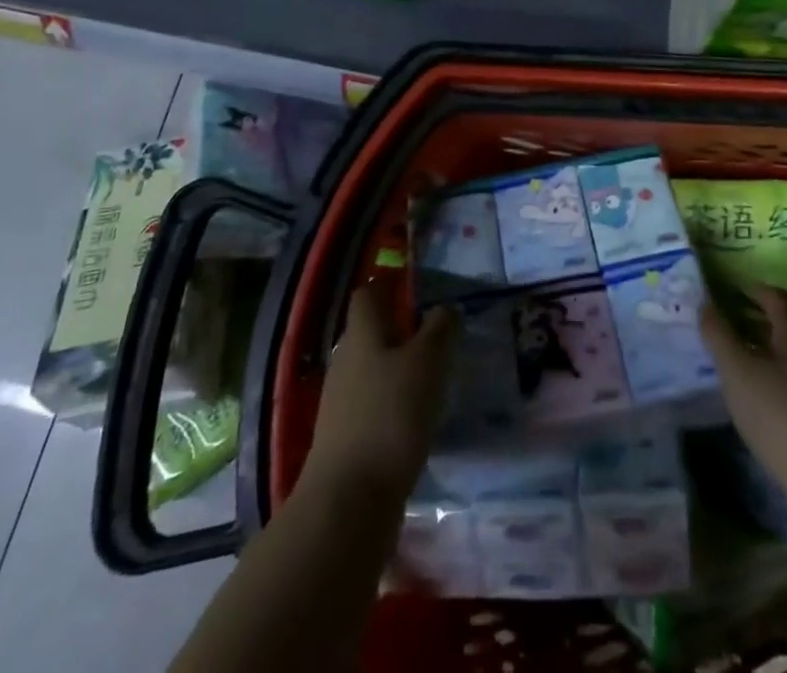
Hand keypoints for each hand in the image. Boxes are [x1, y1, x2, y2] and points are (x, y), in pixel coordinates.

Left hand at [300, 287, 457, 506]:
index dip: (390, 284)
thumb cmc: (391, 415)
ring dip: (398, 367)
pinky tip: (417, 416)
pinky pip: (372, 404)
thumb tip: (445, 307)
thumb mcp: (428, 362)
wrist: (348, 503)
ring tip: (434, 375)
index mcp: (362, 333)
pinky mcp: (346, 438)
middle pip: (370, 331)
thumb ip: (440, 329)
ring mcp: (341, 402)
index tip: (418, 285)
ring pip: (372, 368)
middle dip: (399, 327)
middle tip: (437, 332)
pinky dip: (393, 402)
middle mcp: (346, 360)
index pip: (369, 293)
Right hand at [701, 283, 786, 507]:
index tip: (724, 293)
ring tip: (735, 365)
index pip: (774, 296)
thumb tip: (704, 302)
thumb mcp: (738, 374)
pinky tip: (762, 402)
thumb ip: (718, 336)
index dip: (749, 290)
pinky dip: (778, 380)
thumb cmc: (783, 419)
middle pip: (785, 325)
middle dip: (754, 322)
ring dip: (765, 353)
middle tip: (722, 328)